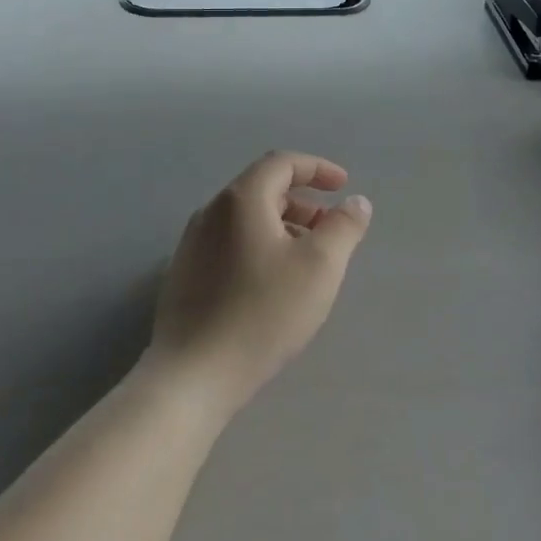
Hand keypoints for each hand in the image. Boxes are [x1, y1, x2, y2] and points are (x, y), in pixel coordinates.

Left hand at [147, 152, 372, 415]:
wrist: (193, 376)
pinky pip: (230, 242)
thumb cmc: (263, 313)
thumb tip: (355, 202)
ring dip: (283, 225)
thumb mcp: (320, 267)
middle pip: (263, 189)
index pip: (282, 163)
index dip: (317, 168)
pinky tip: (273, 283)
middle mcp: (211, 212)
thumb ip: (344, 227)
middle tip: (330, 227)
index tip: (343, 185)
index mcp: (241, 199)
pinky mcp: (185, 274)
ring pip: (246, 218)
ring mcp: (192, 243)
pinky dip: (261, 245)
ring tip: (308, 259)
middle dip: (303, 201)